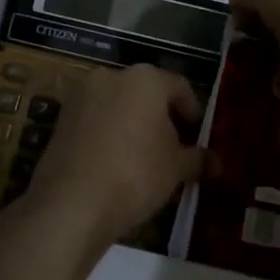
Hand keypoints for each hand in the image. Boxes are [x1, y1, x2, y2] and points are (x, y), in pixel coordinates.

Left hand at [23, 63, 202, 249]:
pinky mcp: (61, 117)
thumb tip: (218, 163)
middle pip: (146, 92)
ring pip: (118, 104)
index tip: (196, 137)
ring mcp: (82, 95)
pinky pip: (95, 119)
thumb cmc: (135, 174)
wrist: (71, 203)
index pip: (179, 87)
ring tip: (142, 157)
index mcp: (145, 78)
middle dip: (161, 117)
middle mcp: (112, 76)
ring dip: (132, 124)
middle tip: (172, 148)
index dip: (192, 113)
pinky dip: (107, 133)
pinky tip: (114, 162)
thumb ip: (197, 159)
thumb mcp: (176, 168)